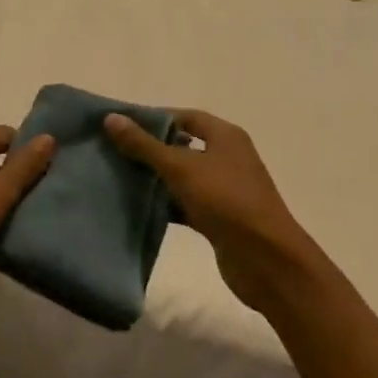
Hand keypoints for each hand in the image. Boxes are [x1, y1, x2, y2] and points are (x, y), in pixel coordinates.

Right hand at [104, 109, 321, 312]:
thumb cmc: (226, 200)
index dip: (154, 119)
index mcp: (225, 136)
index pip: (185, 116)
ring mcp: (225, 190)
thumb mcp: (181, 168)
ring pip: (183, 177)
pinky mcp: (220, 219)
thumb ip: (144, 145)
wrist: (266, 260)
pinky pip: (187, 204)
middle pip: (183, 146)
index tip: (121, 126)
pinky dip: (167, 205)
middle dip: (150, 150)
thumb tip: (111, 118)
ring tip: (119, 178)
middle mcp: (227, 158)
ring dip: (157, 179)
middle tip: (114, 152)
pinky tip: (140, 208)